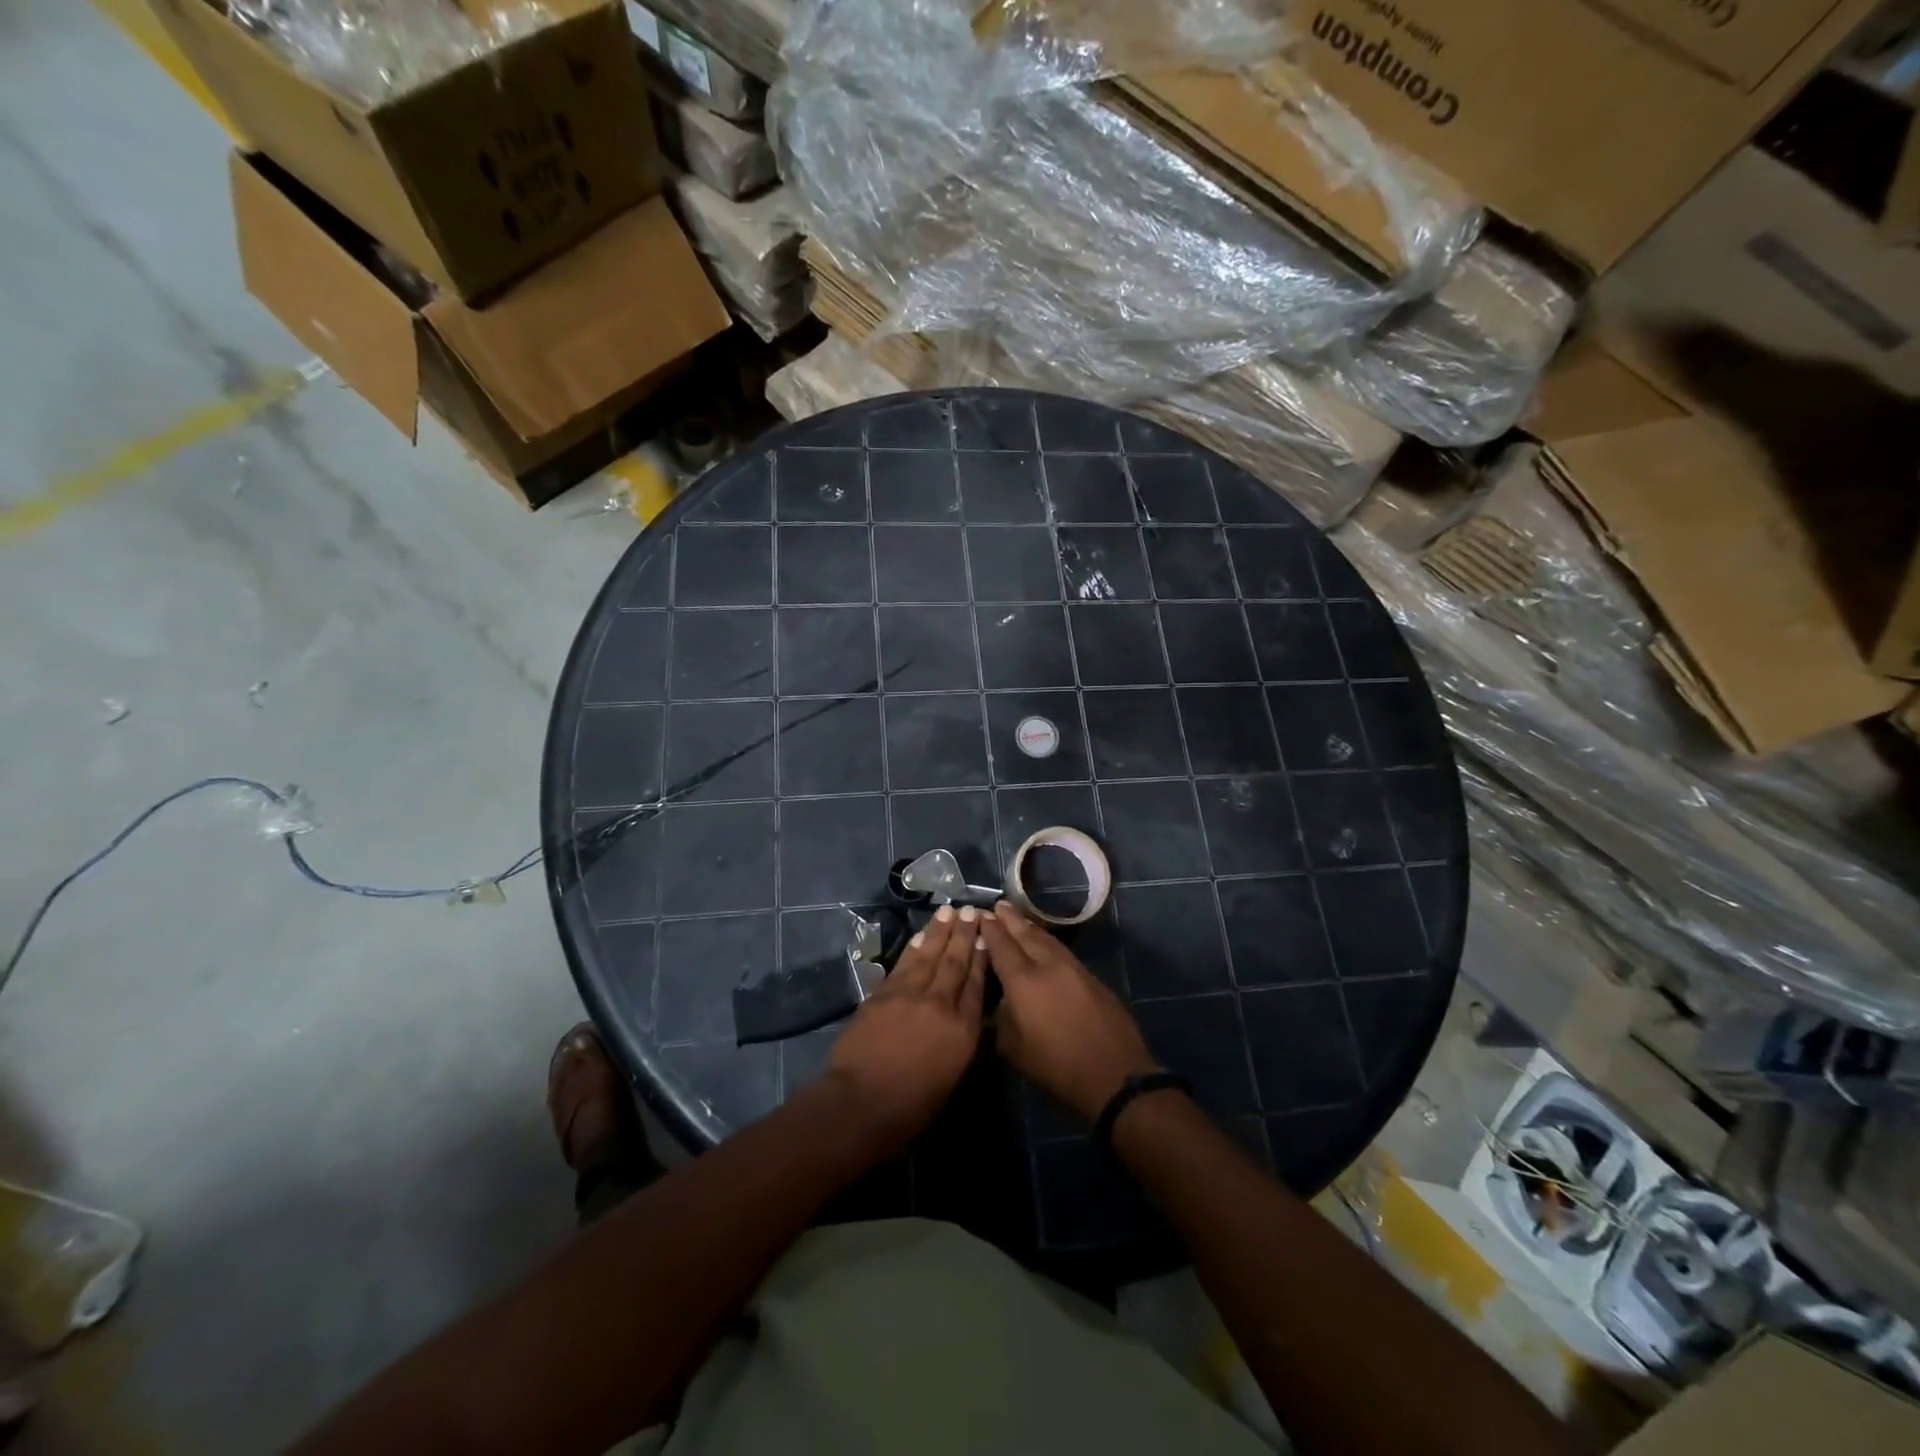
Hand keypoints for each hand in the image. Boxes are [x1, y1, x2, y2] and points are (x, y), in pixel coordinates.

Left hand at [826, 904, 986, 1154]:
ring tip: (949, 911)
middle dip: (965, 934)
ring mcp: (910, 994)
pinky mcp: (884, 993)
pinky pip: (904, 963)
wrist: (862, 1102)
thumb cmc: (911, 1106)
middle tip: (971, 910)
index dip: (982, 957)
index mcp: (963, 1030)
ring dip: (940, 931)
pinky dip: (914, 947)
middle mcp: (940, 1004)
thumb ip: (961, 1042)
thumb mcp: (951, 1078)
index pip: (977, 984)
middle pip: (956, 962)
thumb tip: (966, 1019)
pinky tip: (921, 937)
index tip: (987, 935)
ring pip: (929, 955)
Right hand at [980, 901, 1158, 1123]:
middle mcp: (1048, 965)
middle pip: (1025, 934)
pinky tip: (1044, 943)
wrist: (1115, 1077)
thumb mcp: (1015, 1051)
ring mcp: (1073, 969)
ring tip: (1017, 918)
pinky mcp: (1091, 977)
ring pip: (1047, 939)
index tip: (979, 915)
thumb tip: (998, 1002)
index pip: (1001, 946)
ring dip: (1029, 926)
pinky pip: (1062, 950)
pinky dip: (1048, 941)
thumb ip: (1001, 1020)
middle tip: (997, 905)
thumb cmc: (1058, 1069)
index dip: (989, 929)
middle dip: (1009, 919)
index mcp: (1024, 982)